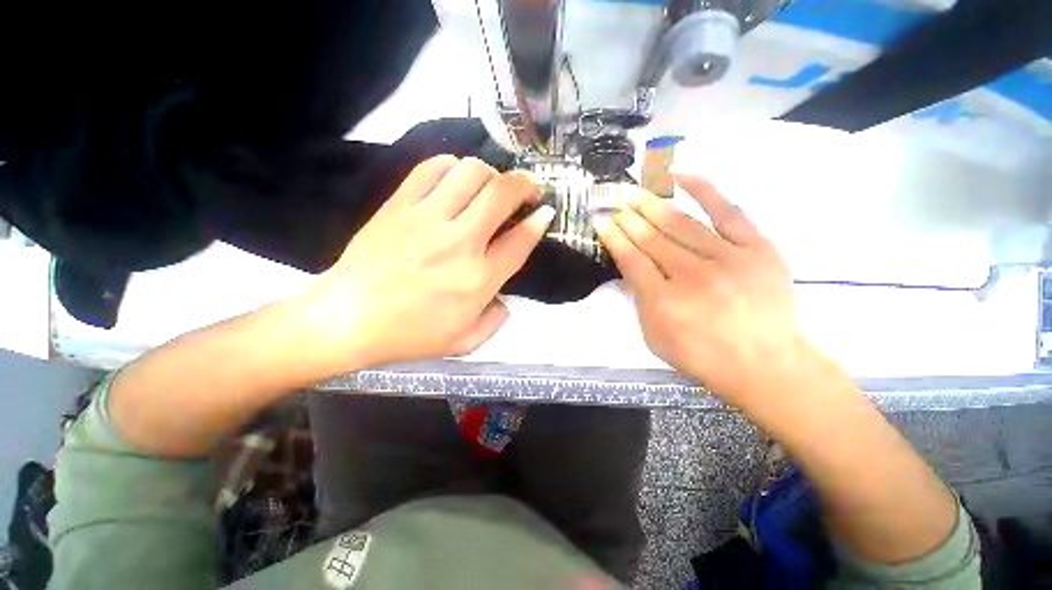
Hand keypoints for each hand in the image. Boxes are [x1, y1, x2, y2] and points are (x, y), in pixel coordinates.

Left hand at [300, 155, 553, 369]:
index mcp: (477, 280)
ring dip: (491, 173)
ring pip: (470, 172)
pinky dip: (452, 166)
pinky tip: (456, 178)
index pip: (519, 241)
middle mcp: (459, 243)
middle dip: (524, 184)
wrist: (347, 318)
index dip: (538, 222)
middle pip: (501, 194)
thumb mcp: (464, 343)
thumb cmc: (409, 335)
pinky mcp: (400, 205)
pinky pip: (432, 168)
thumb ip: (496, 321)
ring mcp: (427, 219)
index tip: (545, 212)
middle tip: (528, 189)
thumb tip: (505, 297)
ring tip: (492, 186)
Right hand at [594, 175, 808, 406]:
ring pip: (680, 223)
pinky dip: (703, 190)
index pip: (631, 259)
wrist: (765, 364)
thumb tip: (628, 270)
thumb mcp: (654, 338)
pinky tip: (680, 176)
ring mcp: (727, 258)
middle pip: (651, 238)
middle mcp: (691, 276)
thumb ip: (639, 302)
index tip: (601, 221)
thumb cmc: (702, 356)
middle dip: (628, 217)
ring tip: (635, 190)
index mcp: (664, 301)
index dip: (613, 237)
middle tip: (613, 200)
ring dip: (653, 204)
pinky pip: (727, 211)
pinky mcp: (757, 248)